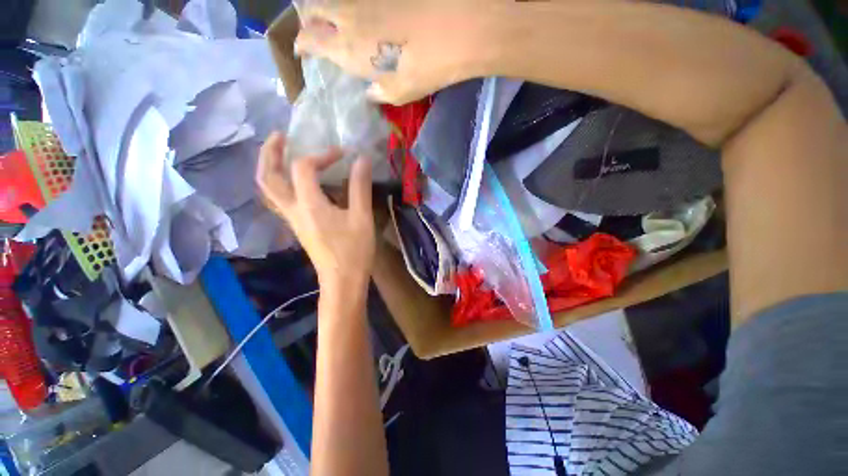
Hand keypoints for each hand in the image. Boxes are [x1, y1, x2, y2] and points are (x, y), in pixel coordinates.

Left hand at [256, 132, 375, 288]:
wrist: (342, 280)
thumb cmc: (354, 250)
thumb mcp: (361, 217)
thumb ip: (359, 186)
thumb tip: (361, 159)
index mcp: (309, 205)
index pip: (304, 168)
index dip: (322, 155)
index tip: (343, 154)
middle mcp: (293, 209)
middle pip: (267, 177)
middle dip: (270, 153)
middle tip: (279, 135)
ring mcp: (292, 219)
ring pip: (269, 189)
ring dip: (270, 167)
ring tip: (281, 152)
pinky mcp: (298, 226)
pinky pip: (280, 199)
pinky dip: (280, 182)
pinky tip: (294, 180)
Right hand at [293, 0, 494, 104]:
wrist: (461, 27)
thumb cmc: (428, 66)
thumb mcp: (402, 91)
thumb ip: (381, 92)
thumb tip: (371, 92)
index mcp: (349, 47)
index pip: (312, 40)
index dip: (302, 44)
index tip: (300, 50)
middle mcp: (350, 17)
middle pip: (314, 8)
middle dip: (308, 20)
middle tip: (312, 31)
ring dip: (327, 10)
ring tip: (332, 23)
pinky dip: (350, 6)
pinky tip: (360, 16)